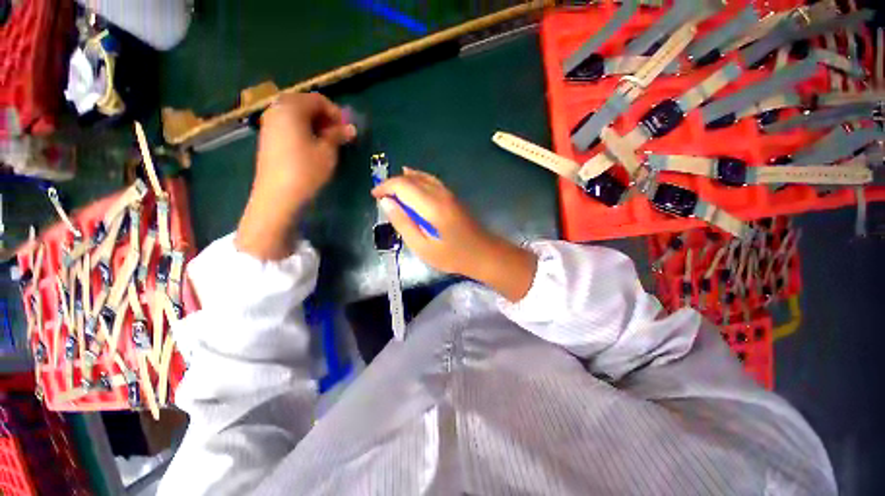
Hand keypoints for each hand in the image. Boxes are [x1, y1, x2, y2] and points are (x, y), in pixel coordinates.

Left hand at [236, 93, 355, 259]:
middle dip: (325, 117)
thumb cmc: (306, 171)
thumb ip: (338, 135)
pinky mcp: (268, 137)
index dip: (336, 113)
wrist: (278, 195)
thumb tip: (351, 128)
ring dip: (315, 124)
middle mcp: (276, 110)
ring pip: (296, 115)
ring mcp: (269, 124)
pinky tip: (312, 146)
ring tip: (328, 142)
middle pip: (305, 104)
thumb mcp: (327, 152)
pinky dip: (303, 130)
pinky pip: (288, 125)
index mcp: (291, 108)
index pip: (318, 100)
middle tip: (339, 135)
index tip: (347, 129)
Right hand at [371, 169, 536, 301]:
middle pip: (411, 178)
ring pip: (422, 177)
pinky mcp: (452, 197)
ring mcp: (448, 193)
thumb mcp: (422, 247)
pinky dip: (417, 180)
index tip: (374, 196)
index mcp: (431, 205)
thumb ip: (403, 223)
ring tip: (392, 191)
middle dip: (393, 183)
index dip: (385, 187)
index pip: (402, 185)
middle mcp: (440, 193)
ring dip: (404, 180)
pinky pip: (431, 181)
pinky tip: (412, 184)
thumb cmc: (452, 255)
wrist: (484, 253)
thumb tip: (386, 202)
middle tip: (381, 196)